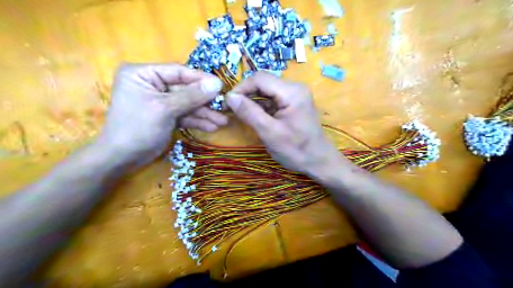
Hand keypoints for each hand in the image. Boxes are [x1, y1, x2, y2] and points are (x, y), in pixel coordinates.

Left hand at [99, 63, 226, 164]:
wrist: (123, 159)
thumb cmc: (138, 128)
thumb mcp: (166, 109)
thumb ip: (192, 95)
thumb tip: (217, 83)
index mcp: (144, 74)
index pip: (178, 72)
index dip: (201, 79)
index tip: (221, 86)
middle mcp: (153, 85)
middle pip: (186, 90)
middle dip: (205, 102)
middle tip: (224, 108)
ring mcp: (161, 101)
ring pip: (188, 104)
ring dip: (205, 114)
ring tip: (222, 122)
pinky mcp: (166, 116)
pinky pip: (185, 115)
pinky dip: (197, 121)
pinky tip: (212, 127)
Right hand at [227, 71, 344, 177]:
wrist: (318, 161)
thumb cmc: (296, 150)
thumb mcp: (270, 133)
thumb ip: (249, 113)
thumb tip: (230, 97)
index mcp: (292, 92)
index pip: (260, 78)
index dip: (241, 88)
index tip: (227, 103)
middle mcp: (294, 88)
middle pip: (263, 82)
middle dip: (245, 94)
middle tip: (231, 109)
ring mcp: (295, 95)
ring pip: (266, 91)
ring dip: (252, 101)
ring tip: (239, 114)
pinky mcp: (293, 103)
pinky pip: (272, 100)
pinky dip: (261, 107)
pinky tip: (253, 117)